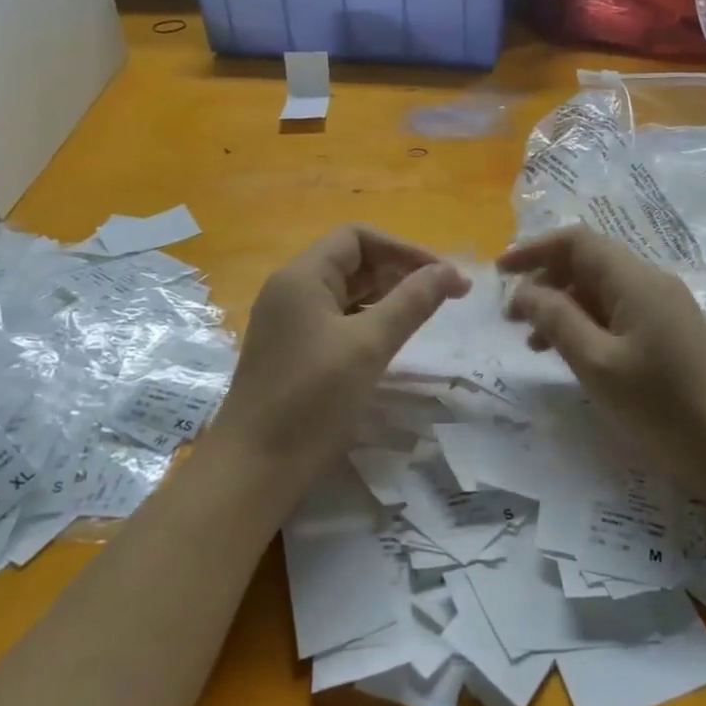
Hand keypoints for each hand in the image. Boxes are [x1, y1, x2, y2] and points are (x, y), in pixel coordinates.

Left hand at [212, 226, 468, 491]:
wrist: (255, 468)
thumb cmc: (312, 399)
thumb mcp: (369, 345)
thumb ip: (412, 302)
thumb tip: (450, 270)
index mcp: (302, 277)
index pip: (358, 237)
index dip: (404, 249)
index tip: (442, 275)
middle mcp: (291, 290)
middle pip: (352, 261)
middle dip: (399, 272)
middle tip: (443, 297)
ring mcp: (290, 322)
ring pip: (346, 292)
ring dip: (387, 296)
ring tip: (424, 315)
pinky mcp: (293, 350)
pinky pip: (337, 319)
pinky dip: (368, 320)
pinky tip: (391, 340)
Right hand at [498, 227, 705, 489]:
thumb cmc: (660, 406)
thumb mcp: (597, 364)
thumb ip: (557, 320)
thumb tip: (525, 291)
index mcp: (636, 281)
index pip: (578, 242)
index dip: (535, 250)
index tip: (499, 273)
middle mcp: (652, 282)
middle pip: (589, 262)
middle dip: (546, 281)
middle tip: (512, 317)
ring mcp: (664, 306)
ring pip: (602, 290)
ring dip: (563, 305)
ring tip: (532, 343)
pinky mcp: (668, 330)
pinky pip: (618, 311)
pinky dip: (587, 323)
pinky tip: (569, 353)